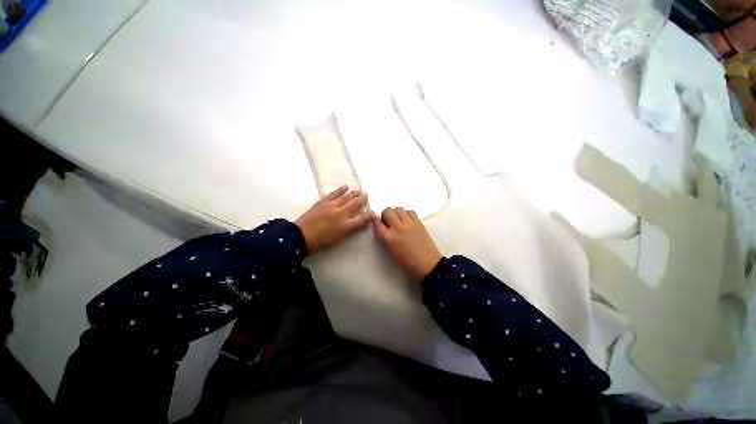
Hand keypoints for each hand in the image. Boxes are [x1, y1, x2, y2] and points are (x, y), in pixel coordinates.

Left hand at [295, 185, 372, 253]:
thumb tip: (358, 222)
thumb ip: (350, 229)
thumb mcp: (339, 238)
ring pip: (346, 197)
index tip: (372, 212)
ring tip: (359, 191)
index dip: (369, 215)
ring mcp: (332, 206)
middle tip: (366, 196)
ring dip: (354, 193)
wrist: (301, 236)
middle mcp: (341, 214)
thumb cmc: (321, 241)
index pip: (362, 218)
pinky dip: (340, 189)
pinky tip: (346, 186)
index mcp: (346, 225)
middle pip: (356, 203)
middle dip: (363, 199)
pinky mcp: (323, 202)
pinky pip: (334, 193)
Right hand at [373, 207, 442, 280]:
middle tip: (388, 220)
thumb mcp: (390, 250)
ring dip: (396, 212)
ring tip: (398, 219)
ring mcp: (409, 224)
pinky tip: (407, 220)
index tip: (377, 221)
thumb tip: (382, 225)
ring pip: (398, 209)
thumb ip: (384, 237)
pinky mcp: (419, 223)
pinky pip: (410, 211)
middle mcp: (398, 228)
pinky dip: (406, 214)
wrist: (427, 264)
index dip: (376, 220)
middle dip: (386, 214)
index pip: (377, 223)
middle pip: (387, 211)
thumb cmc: (407, 261)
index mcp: (389, 238)